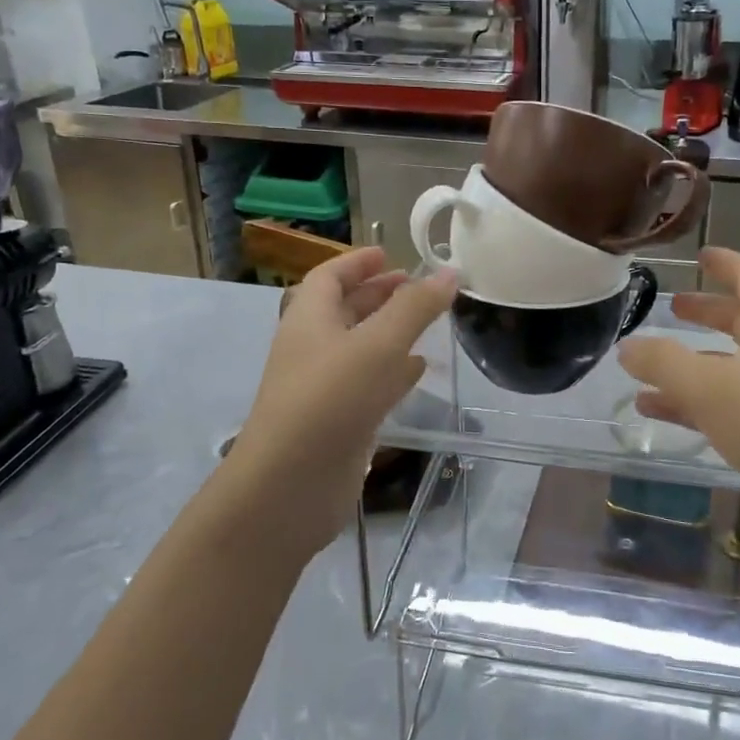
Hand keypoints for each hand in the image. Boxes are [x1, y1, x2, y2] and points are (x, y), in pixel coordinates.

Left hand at [225, 247, 456, 558]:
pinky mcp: (339, 421)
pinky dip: (394, 370)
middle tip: (417, 286)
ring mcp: (324, 387)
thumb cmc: (330, 400)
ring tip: (427, 321)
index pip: (329, 277)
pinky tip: (420, 369)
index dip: (357, 262)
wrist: (290, 486)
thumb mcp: (378, 344)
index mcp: (309, 319)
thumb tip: (449, 272)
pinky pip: (369, 383)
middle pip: (345, 309)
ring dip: (390, 331)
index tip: (389, 253)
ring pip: (359, 347)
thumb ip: (415, 308)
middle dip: (379, 294)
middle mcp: (312, 348)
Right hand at [617, 247, 739, 569]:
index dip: (725, 263)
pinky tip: (653, 409)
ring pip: (730, 366)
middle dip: (706, 312)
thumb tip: (627, 346)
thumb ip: (662, 361)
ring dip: (691, 362)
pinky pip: (727, 405)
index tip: (699, 256)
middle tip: (673, 306)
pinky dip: (692, 402)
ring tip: (647, 363)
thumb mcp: (707, 385)